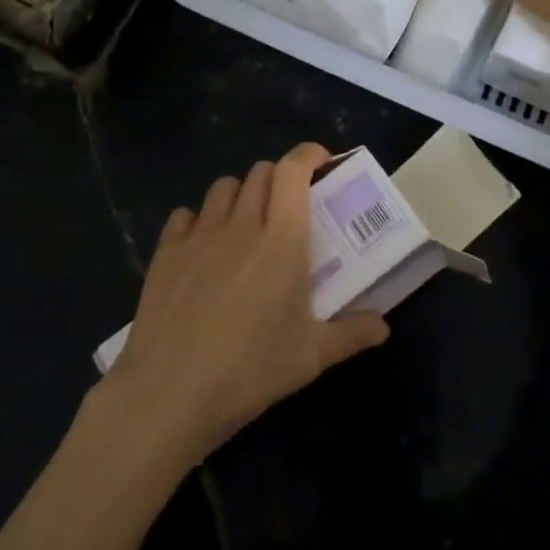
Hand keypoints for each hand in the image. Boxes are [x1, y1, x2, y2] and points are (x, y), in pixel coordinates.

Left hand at [100, 143, 389, 466]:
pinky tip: (203, 248)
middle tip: (289, 208)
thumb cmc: (249, 370)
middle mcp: (241, 224)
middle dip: (279, 178)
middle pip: (260, 172)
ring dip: (241, 195)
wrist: (168, 394)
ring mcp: (199, 235)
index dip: (308, 155)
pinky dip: (199, 220)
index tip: (321, 163)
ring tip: (247, 225)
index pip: (293, 170)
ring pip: (223, 187)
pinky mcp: (166, 252)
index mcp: (281, 238)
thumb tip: (383, 327)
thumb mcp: (310, 357)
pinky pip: (185, 215)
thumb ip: (351, 334)